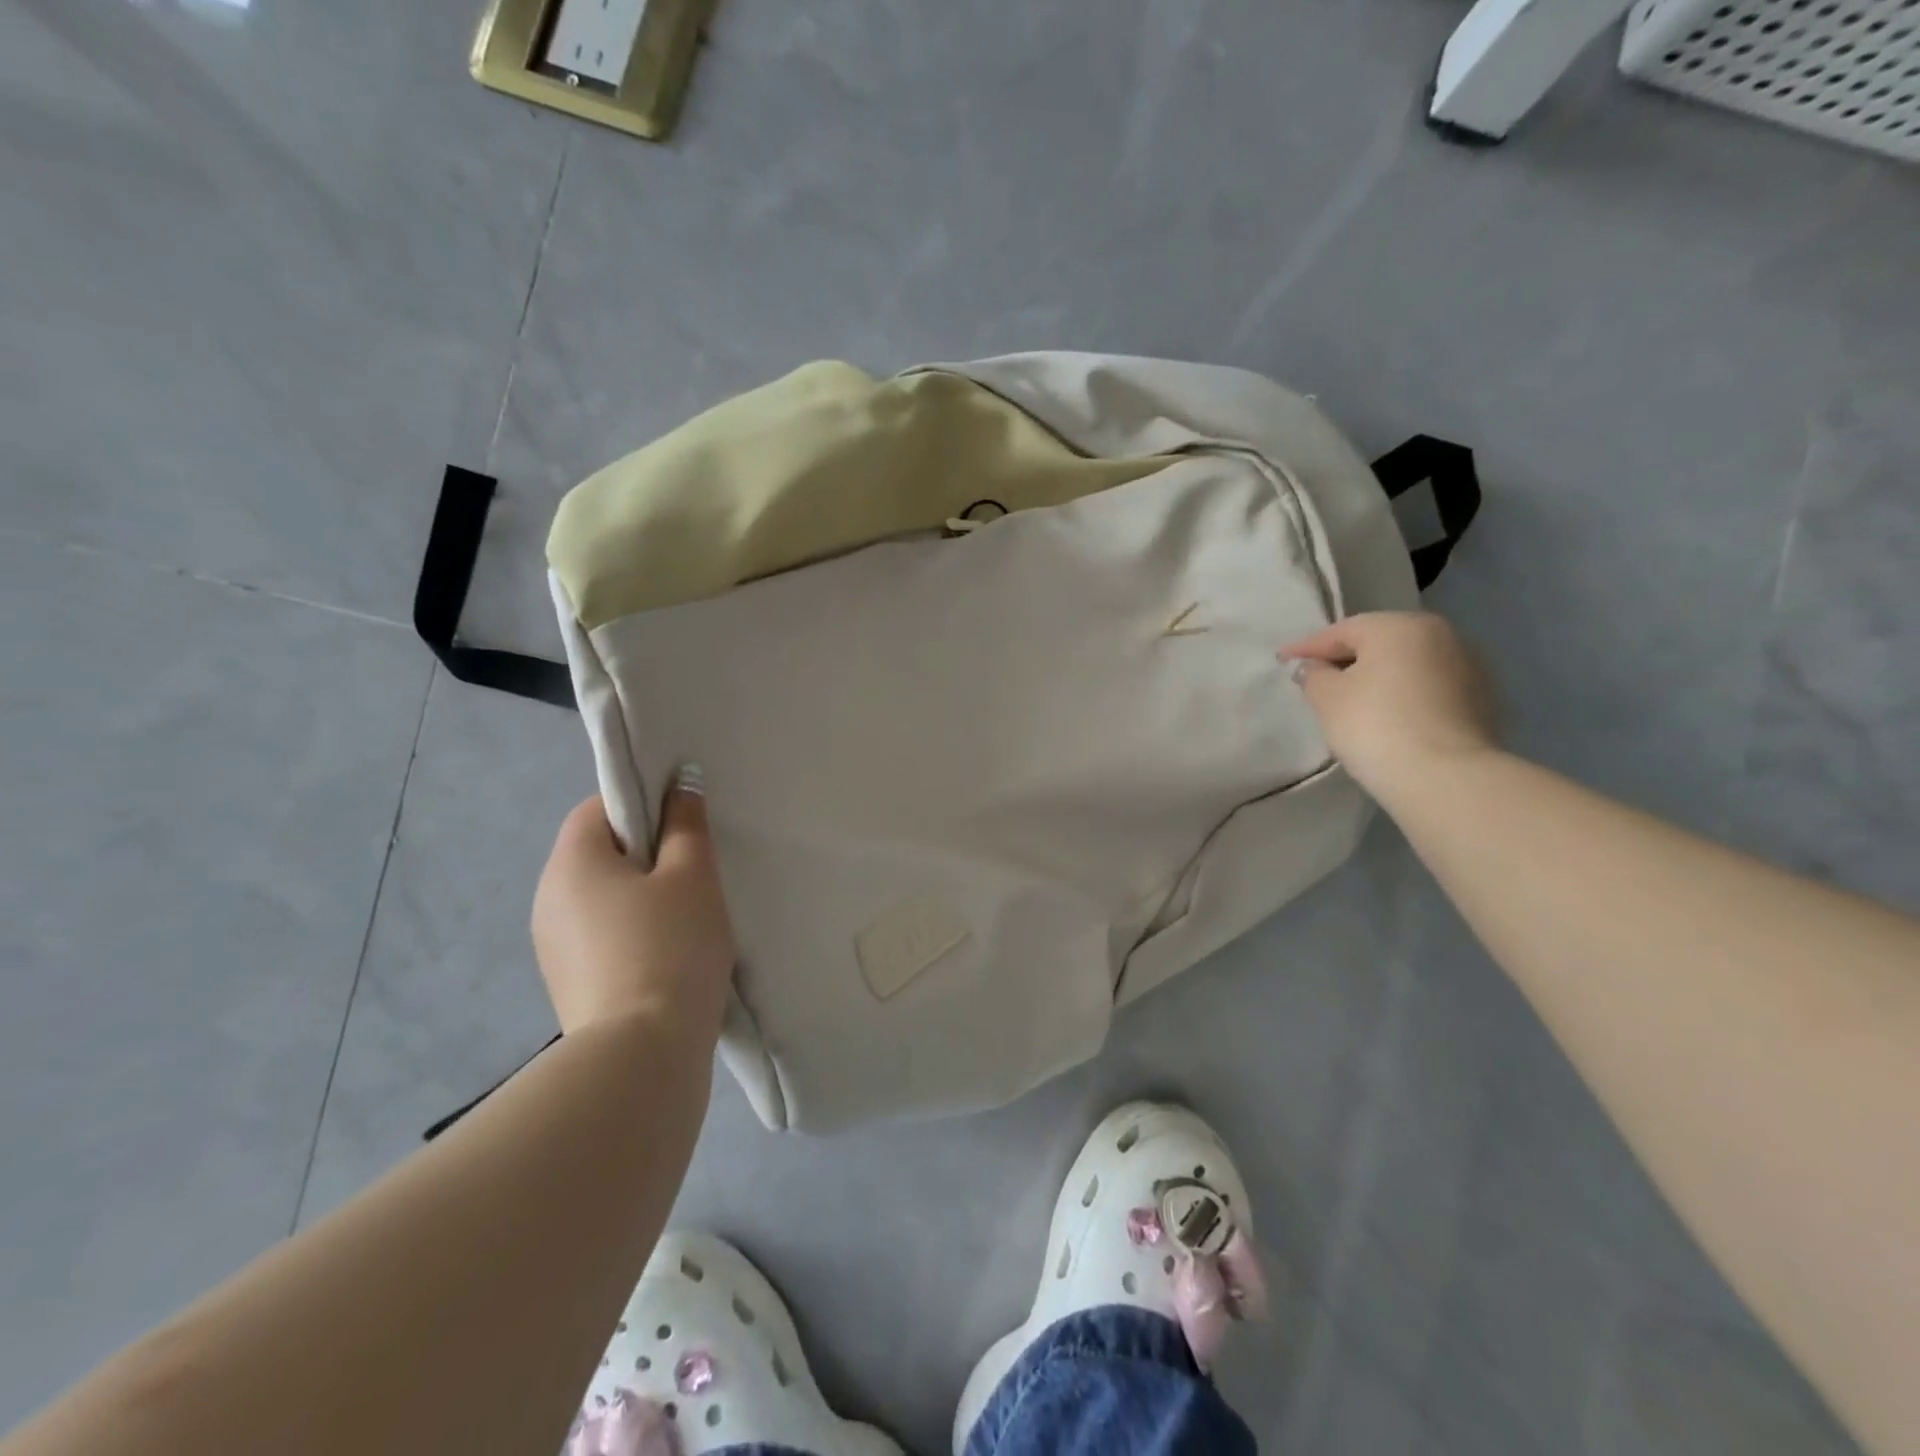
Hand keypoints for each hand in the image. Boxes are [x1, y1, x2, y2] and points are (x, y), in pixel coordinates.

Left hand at [531, 774, 735, 1037]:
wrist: (642, 1054)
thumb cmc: (671, 947)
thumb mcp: (692, 874)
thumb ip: (687, 823)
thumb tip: (681, 781)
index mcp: (571, 863)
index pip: (599, 809)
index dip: (644, 806)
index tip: (684, 827)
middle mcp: (548, 899)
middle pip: (599, 854)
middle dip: (647, 855)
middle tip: (695, 871)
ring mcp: (552, 946)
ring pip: (602, 898)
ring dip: (641, 897)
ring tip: (688, 918)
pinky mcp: (568, 983)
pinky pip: (602, 936)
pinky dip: (632, 934)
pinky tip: (668, 955)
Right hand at [1279, 612, 1498, 803]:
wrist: (1445, 777)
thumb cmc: (1375, 725)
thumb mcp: (1327, 698)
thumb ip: (1313, 674)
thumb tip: (1313, 667)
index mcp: (1400, 626)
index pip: (1342, 631)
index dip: (1307, 647)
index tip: (1282, 660)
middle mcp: (1441, 635)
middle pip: (1380, 642)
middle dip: (1347, 658)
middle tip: (1318, 676)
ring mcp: (1469, 667)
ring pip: (1408, 664)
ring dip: (1380, 676)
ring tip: (1354, 699)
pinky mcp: (1482, 700)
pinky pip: (1429, 689)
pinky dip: (1405, 695)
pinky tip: (1389, 716)